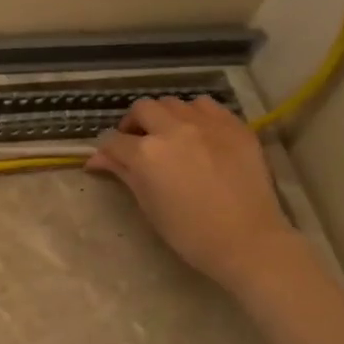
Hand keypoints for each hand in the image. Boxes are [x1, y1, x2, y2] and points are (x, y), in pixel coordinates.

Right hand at [87, 96, 298, 291]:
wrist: (246, 240)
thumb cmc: (187, 231)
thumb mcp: (146, 203)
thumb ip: (123, 172)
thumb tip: (97, 159)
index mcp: (146, 153)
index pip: (112, 140)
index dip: (106, 151)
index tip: (107, 161)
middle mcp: (173, 130)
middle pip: (141, 109)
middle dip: (133, 124)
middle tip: (136, 143)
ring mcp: (206, 124)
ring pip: (173, 103)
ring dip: (163, 116)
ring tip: (168, 135)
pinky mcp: (234, 126)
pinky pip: (206, 106)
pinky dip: (194, 114)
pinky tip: (197, 133)